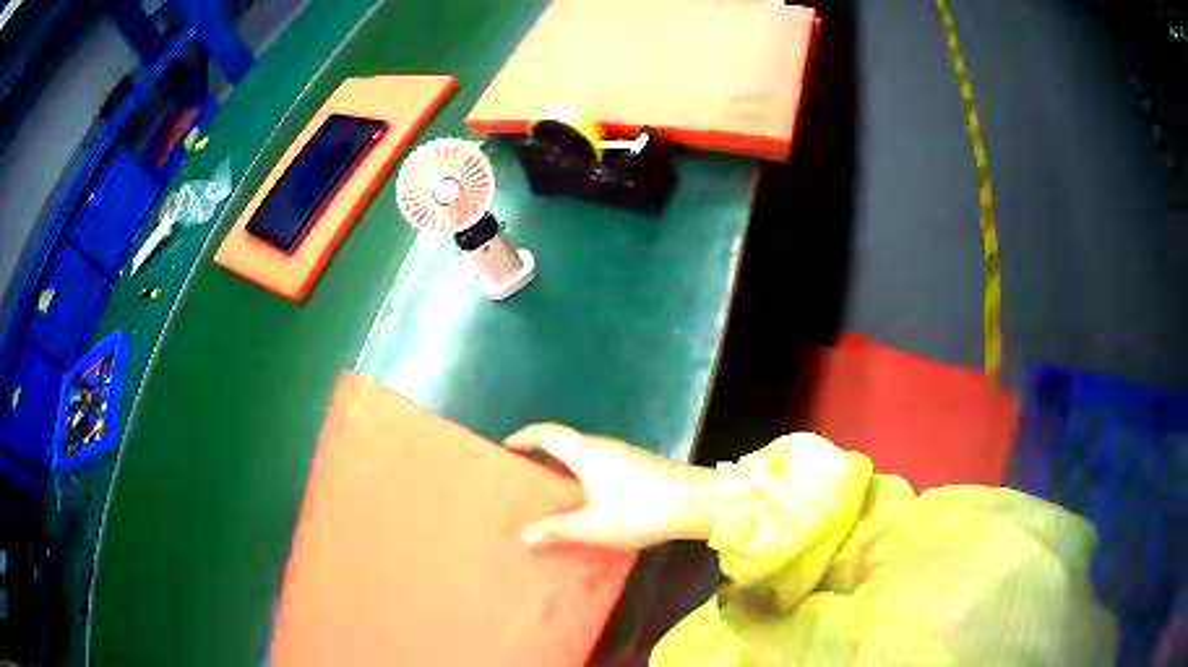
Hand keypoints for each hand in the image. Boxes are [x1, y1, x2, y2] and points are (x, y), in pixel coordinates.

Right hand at [505, 424, 717, 549]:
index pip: (547, 433)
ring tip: (553, 493)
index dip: (525, 437)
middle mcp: (603, 447)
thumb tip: (525, 535)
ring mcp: (624, 454)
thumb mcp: (595, 526)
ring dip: (565, 467)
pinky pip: (600, 464)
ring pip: (585, 454)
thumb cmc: (641, 510)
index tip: (507, 447)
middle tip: (527, 477)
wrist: (697, 502)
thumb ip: (559, 530)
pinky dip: (584, 475)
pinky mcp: (639, 465)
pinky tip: (589, 500)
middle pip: (565, 442)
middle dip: (543, 454)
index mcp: (586, 453)